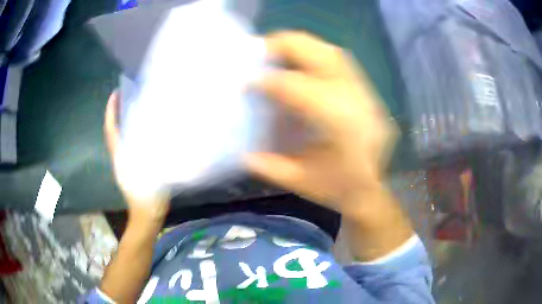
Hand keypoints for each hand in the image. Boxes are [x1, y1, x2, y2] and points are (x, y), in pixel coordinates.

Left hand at [104, 91, 169, 221]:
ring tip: (130, 106)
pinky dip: (126, 131)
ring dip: (119, 120)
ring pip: (117, 136)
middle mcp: (118, 157)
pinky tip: (137, 127)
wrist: (146, 215)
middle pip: (112, 130)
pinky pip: (124, 143)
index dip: (111, 112)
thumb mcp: (151, 174)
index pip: (111, 130)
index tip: (115, 94)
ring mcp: (122, 162)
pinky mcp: (128, 166)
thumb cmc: (148, 197)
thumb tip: (155, 132)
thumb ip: (151, 155)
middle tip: (125, 95)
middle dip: (114, 112)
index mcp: (121, 157)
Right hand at [247, 31, 398, 213]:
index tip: (248, 80)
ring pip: (333, 53)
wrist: (373, 190)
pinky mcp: (367, 92)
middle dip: (287, 47)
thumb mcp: (301, 183)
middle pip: (322, 56)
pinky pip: (340, 61)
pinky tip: (301, 60)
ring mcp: (365, 93)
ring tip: (277, 50)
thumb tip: (242, 151)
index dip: (272, 81)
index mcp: (340, 126)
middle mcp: (355, 101)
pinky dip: (316, 53)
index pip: (301, 90)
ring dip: (302, 45)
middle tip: (260, 51)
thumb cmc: (339, 190)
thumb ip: (270, 166)